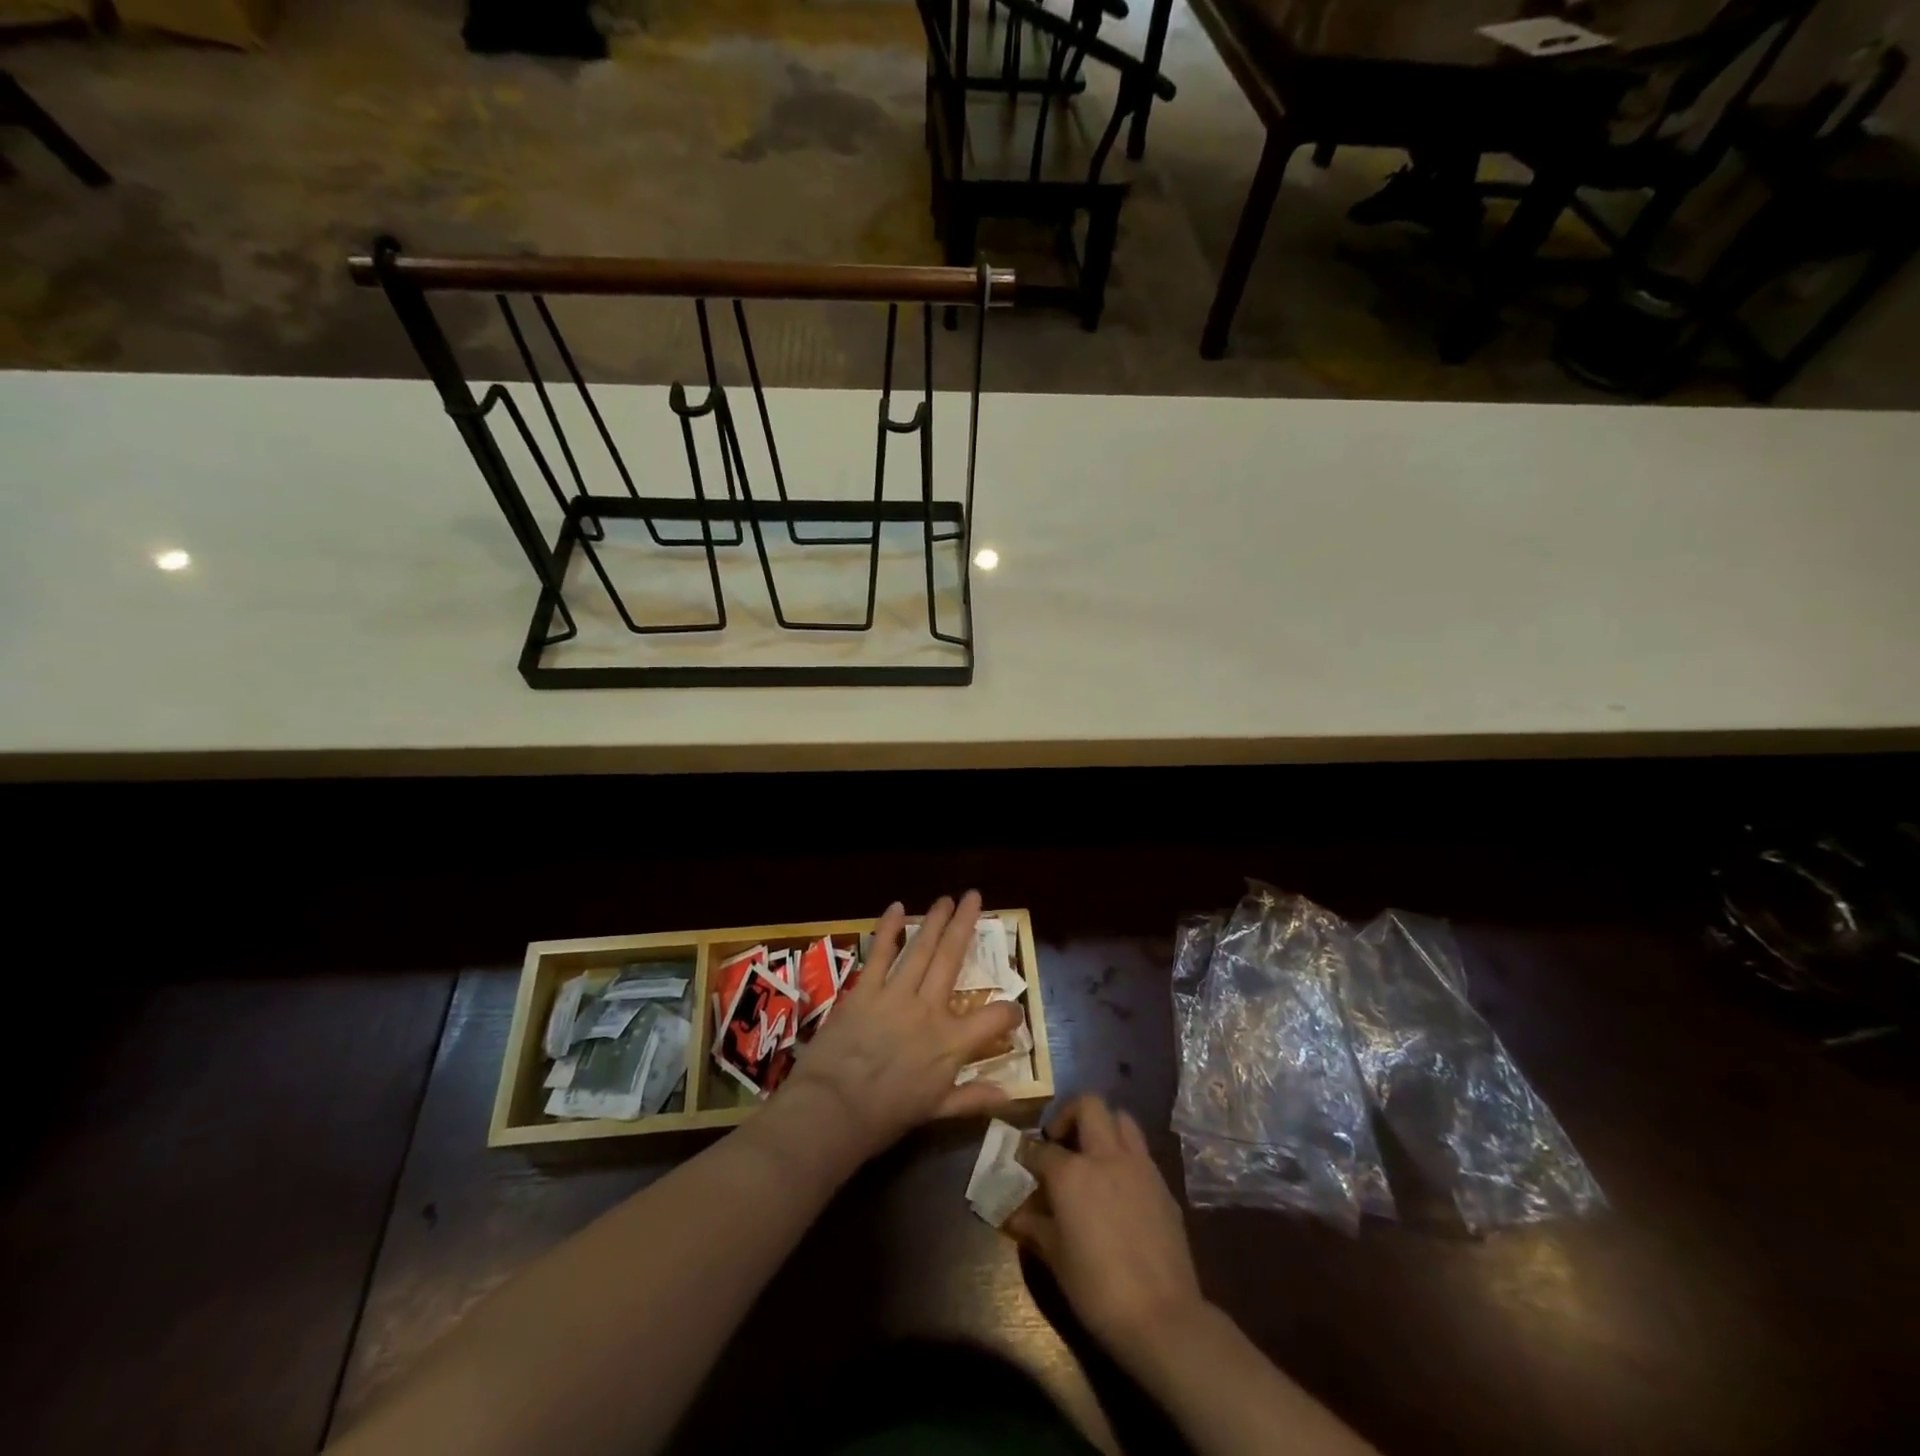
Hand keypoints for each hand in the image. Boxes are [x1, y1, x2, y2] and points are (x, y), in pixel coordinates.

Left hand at [772, 892, 1024, 1166]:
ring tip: (946, 899)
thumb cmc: (887, 1116)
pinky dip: (889, 928)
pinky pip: (881, 952)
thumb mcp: (936, 1112)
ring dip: (935, 920)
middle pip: (953, 958)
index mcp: (951, 1043)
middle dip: (966, 924)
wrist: (833, 1109)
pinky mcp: (866, 989)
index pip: (995, 1019)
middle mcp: (929, 1009)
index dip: (1010, 1012)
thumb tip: (1009, 1096)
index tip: (1014, 1009)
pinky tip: (897, 908)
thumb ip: (973, 1098)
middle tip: (974, 896)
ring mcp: (896, 994)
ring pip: (922, 948)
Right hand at [1007, 1095, 1206, 1361]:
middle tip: (1060, 1140)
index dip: (1026, 1152)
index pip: (1040, 1148)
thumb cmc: (1097, 1290)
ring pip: (1121, 1119)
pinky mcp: (1163, 1184)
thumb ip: (1034, 1226)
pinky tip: (1119, 1185)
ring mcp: (1139, 1166)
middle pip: (1088, 1105)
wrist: (1162, 1318)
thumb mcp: (1056, 1259)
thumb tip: (1013, 1214)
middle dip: (1069, 1114)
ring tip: (1093, 1153)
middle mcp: (1105, 1156)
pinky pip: (1141, 1152)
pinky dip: (1125, 1155)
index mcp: (1072, 1173)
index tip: (1019, 1158)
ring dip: (1104, 1126)